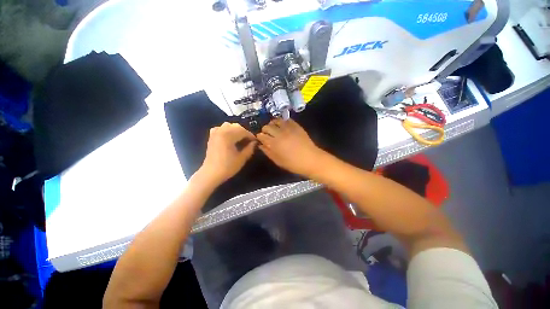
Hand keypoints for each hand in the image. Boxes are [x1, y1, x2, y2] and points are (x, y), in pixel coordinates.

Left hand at [199, 122, 256, 184]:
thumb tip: (254, 142)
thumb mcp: (242, 158)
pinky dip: (226, 130)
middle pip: (236, 126)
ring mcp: (215, 133)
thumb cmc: (228, 167)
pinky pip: (220, 128)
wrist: (211, 173)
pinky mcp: (211, 137)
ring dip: (236, 130)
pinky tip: (229, 136)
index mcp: (228, 136)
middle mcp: (221, 131)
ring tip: (240, 138)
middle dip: (244, 132)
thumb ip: (249, 149)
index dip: (251, 136)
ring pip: (228, 125)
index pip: (243, 131)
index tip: (255, 141)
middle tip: (249, 140)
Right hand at [257, 119, 324, 176]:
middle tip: (268, 134)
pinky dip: (282, 122)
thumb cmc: (293, 164)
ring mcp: (288, 128)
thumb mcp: (278, 161)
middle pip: (267, 126)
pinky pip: (286, 120)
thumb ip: (268, 152)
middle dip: (265, 130)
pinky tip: (283, 126)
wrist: (311, 159)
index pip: (261, 135)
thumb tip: (261, 145)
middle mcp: (280, 133)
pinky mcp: (296, 125)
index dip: (259, 137)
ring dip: (273, 124)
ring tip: (275, 129)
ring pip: (276, 120)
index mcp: (274, 144)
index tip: (261, 139)